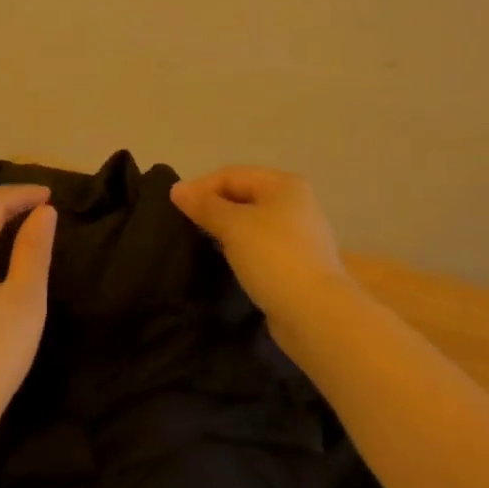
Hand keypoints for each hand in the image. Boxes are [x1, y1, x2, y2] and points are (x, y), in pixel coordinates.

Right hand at [170, 167, 357, 334]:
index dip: (201, 186)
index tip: (173, 207)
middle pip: (243, 195)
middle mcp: (294, 203)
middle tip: (184, 224)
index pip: (232, 174)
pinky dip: (239, 248)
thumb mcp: (233, 225)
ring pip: (251, 222)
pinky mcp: (296, 262)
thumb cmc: (273, 257)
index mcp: (283, 185)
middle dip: (212, 207)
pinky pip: (259, 245)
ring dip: (225, 228)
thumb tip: (177, 189)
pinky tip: (224, 260)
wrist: (315, 313)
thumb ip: (204, 205)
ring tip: (199, 241)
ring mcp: (298, 234)